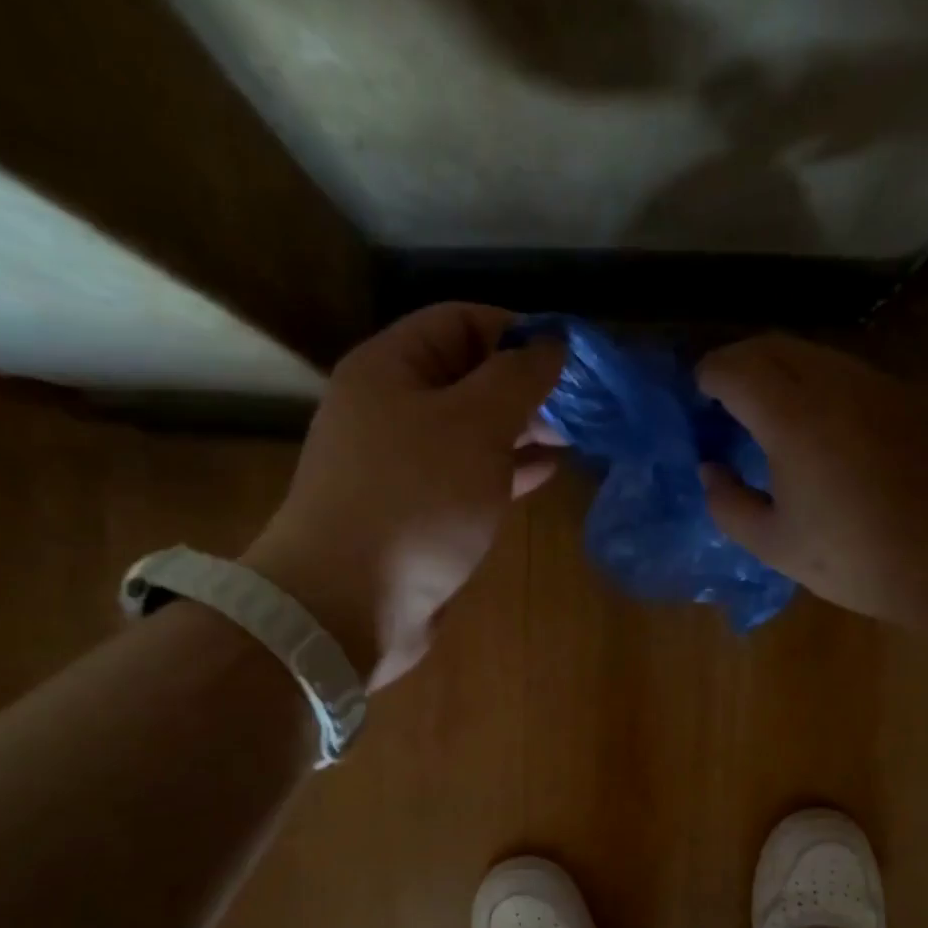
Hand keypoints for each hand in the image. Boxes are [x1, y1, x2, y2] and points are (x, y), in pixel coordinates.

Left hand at [242, 303, 563, 689]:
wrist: (347, 605)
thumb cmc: (414, 501)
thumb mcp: (475, 425)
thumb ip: (518, 378)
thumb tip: (552, 343)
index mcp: (389, 369)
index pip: (459, 321)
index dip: (517, 330)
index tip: (570, 359)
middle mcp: (390, 410)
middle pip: (467, 378)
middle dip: (525, 387)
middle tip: (580, 406)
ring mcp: (402, 466)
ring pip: (471, 432)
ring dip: (521, 431)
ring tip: (572, 438)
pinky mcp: (416, 514)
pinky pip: (468, 477)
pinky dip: (506, 472)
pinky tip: (545, 474)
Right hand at [697, 334, 927, 630]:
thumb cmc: (855, 557)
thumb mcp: (773, 544)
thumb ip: (728, 503)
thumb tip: (711, 470)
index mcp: (793, 418)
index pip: (735, 368)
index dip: (708, 375)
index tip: (697, 393)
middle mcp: (835, 384)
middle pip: (773, 345)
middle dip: (739, 361)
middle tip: (723, 395)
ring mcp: (878, 384)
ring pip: (814, 353)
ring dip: (780, 369)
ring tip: (768, 408)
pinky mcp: (908, 397)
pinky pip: (849, 373)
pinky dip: (818, 383)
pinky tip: (821, 424)